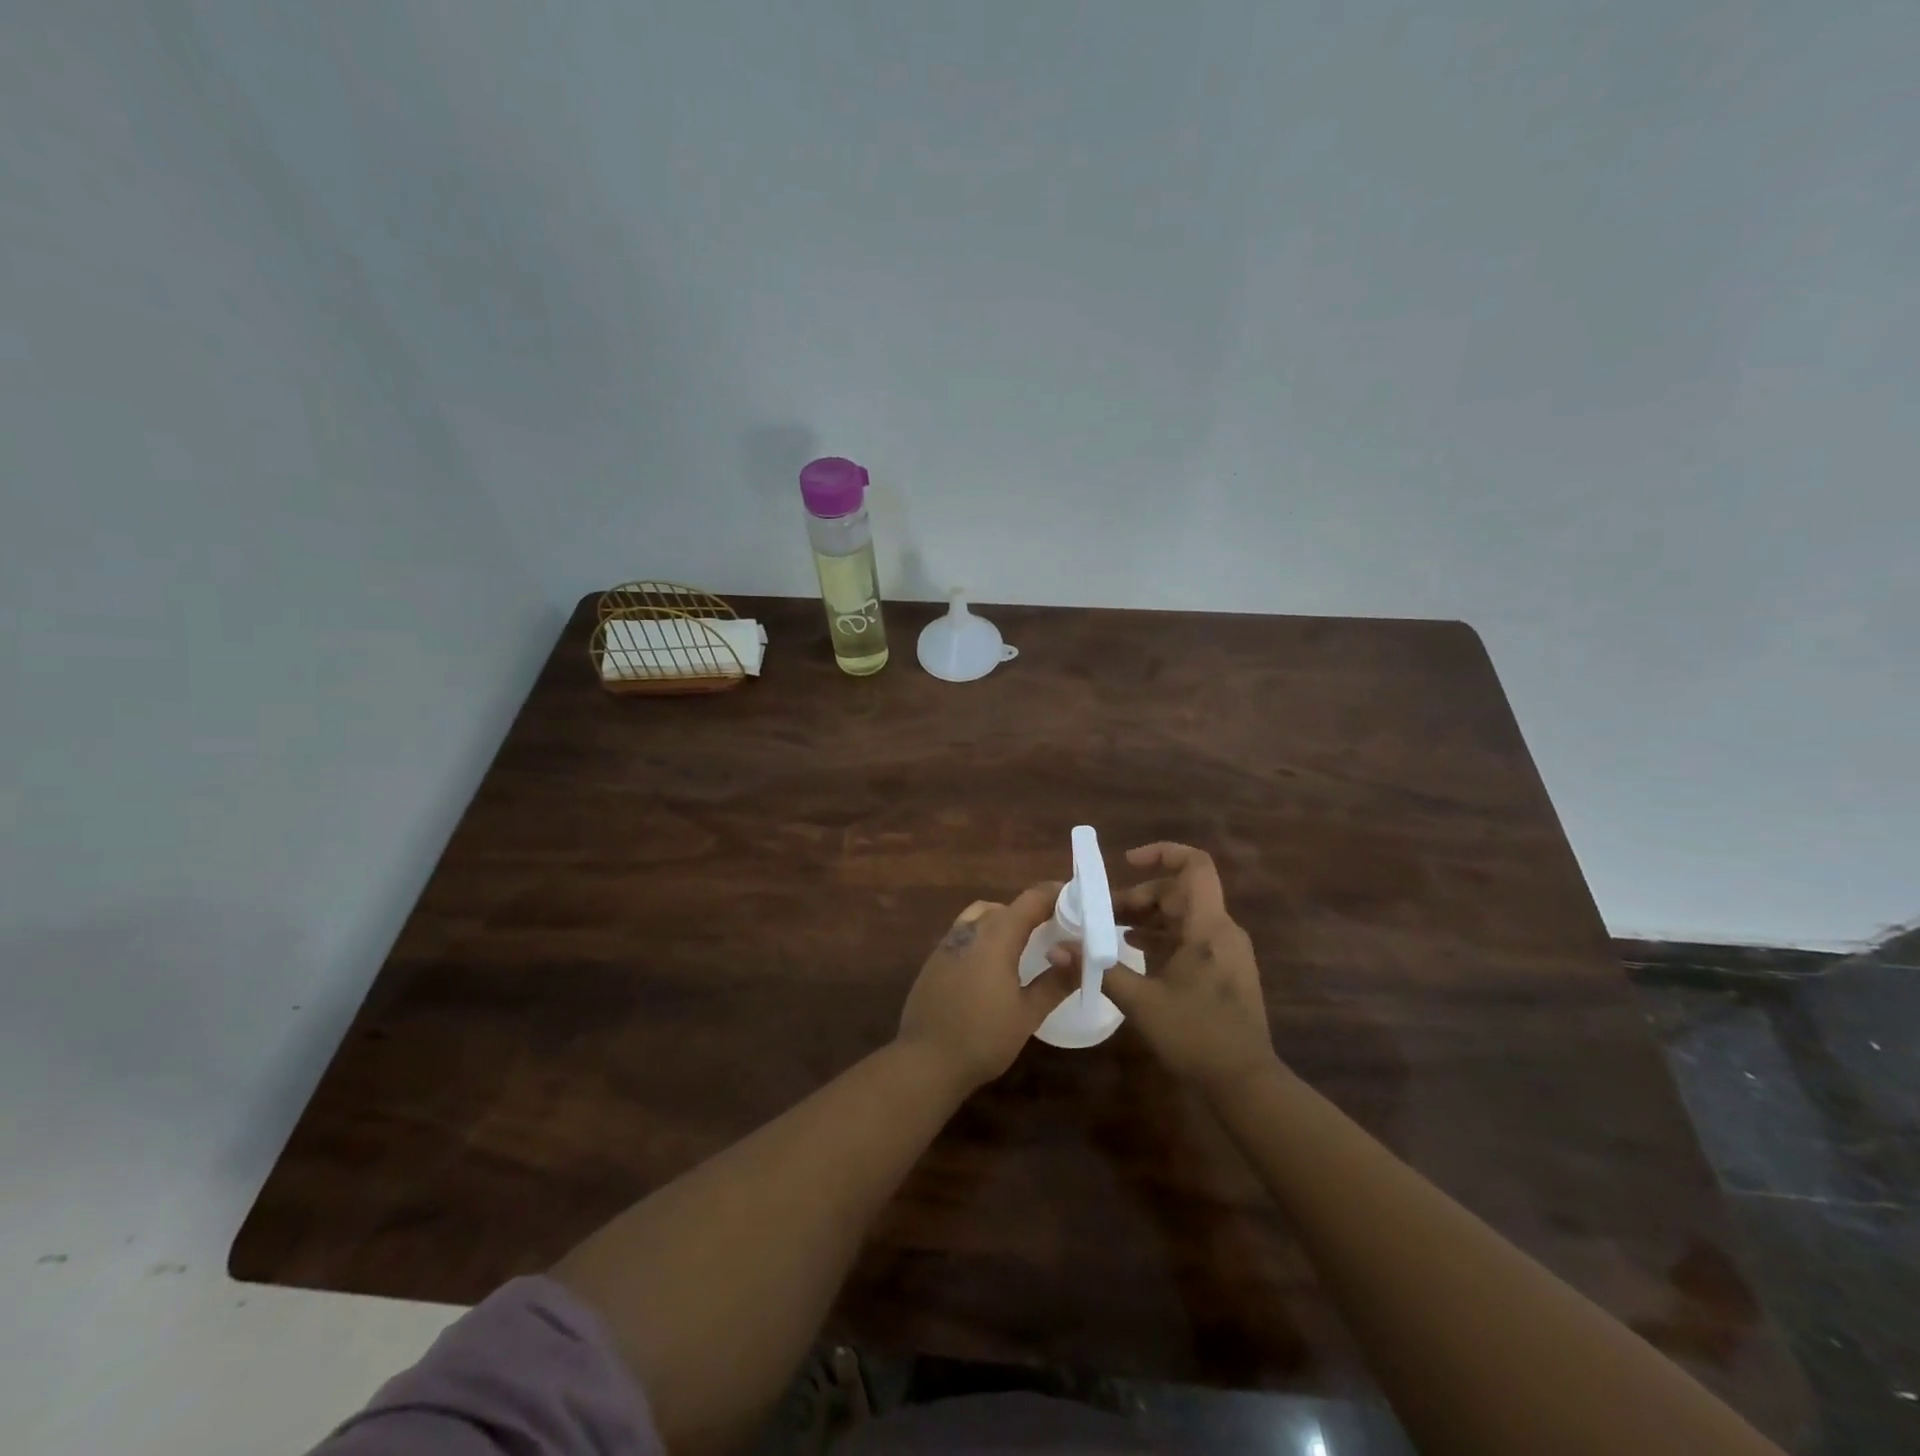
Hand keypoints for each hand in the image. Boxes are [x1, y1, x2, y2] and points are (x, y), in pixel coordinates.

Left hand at [896, 883, 1074, 1091]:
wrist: (925, 1061)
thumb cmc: (983, 1038)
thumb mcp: (1028, 1014)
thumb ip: (1056, 982)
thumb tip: (1079, 956)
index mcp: (996, 937)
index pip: (1030, 900)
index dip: (1055, 895)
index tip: (1077, 900)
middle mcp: (970, 930)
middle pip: (1005, 906)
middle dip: (1031, 910)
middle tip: (1055, 927)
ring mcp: (947, 944)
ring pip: (980, 915)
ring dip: (1004, 919)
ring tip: (1024, 942)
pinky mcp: (934, 960)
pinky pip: (964, 933)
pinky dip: (984, 934)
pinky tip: (992, 963)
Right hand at [1101, 843, 1277, 1094]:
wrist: (1246, 1084)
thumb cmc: (1196, 1037)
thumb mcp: (1141, 1002)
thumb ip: (1100, 969)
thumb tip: (1057, 949)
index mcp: (1208, 927)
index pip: (1195, 865)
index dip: (1161, 853)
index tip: (1127, 863)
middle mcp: (1222, 931)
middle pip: (1179, 892)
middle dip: (1139, 896)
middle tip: (1102, 914)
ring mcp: (1226, 951)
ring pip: (1183, 915)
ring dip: (1147, 917)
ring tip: (1110, 931)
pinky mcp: (1224, 970)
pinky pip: (1190, 937)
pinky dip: (1162, 936)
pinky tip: (1134, 952)